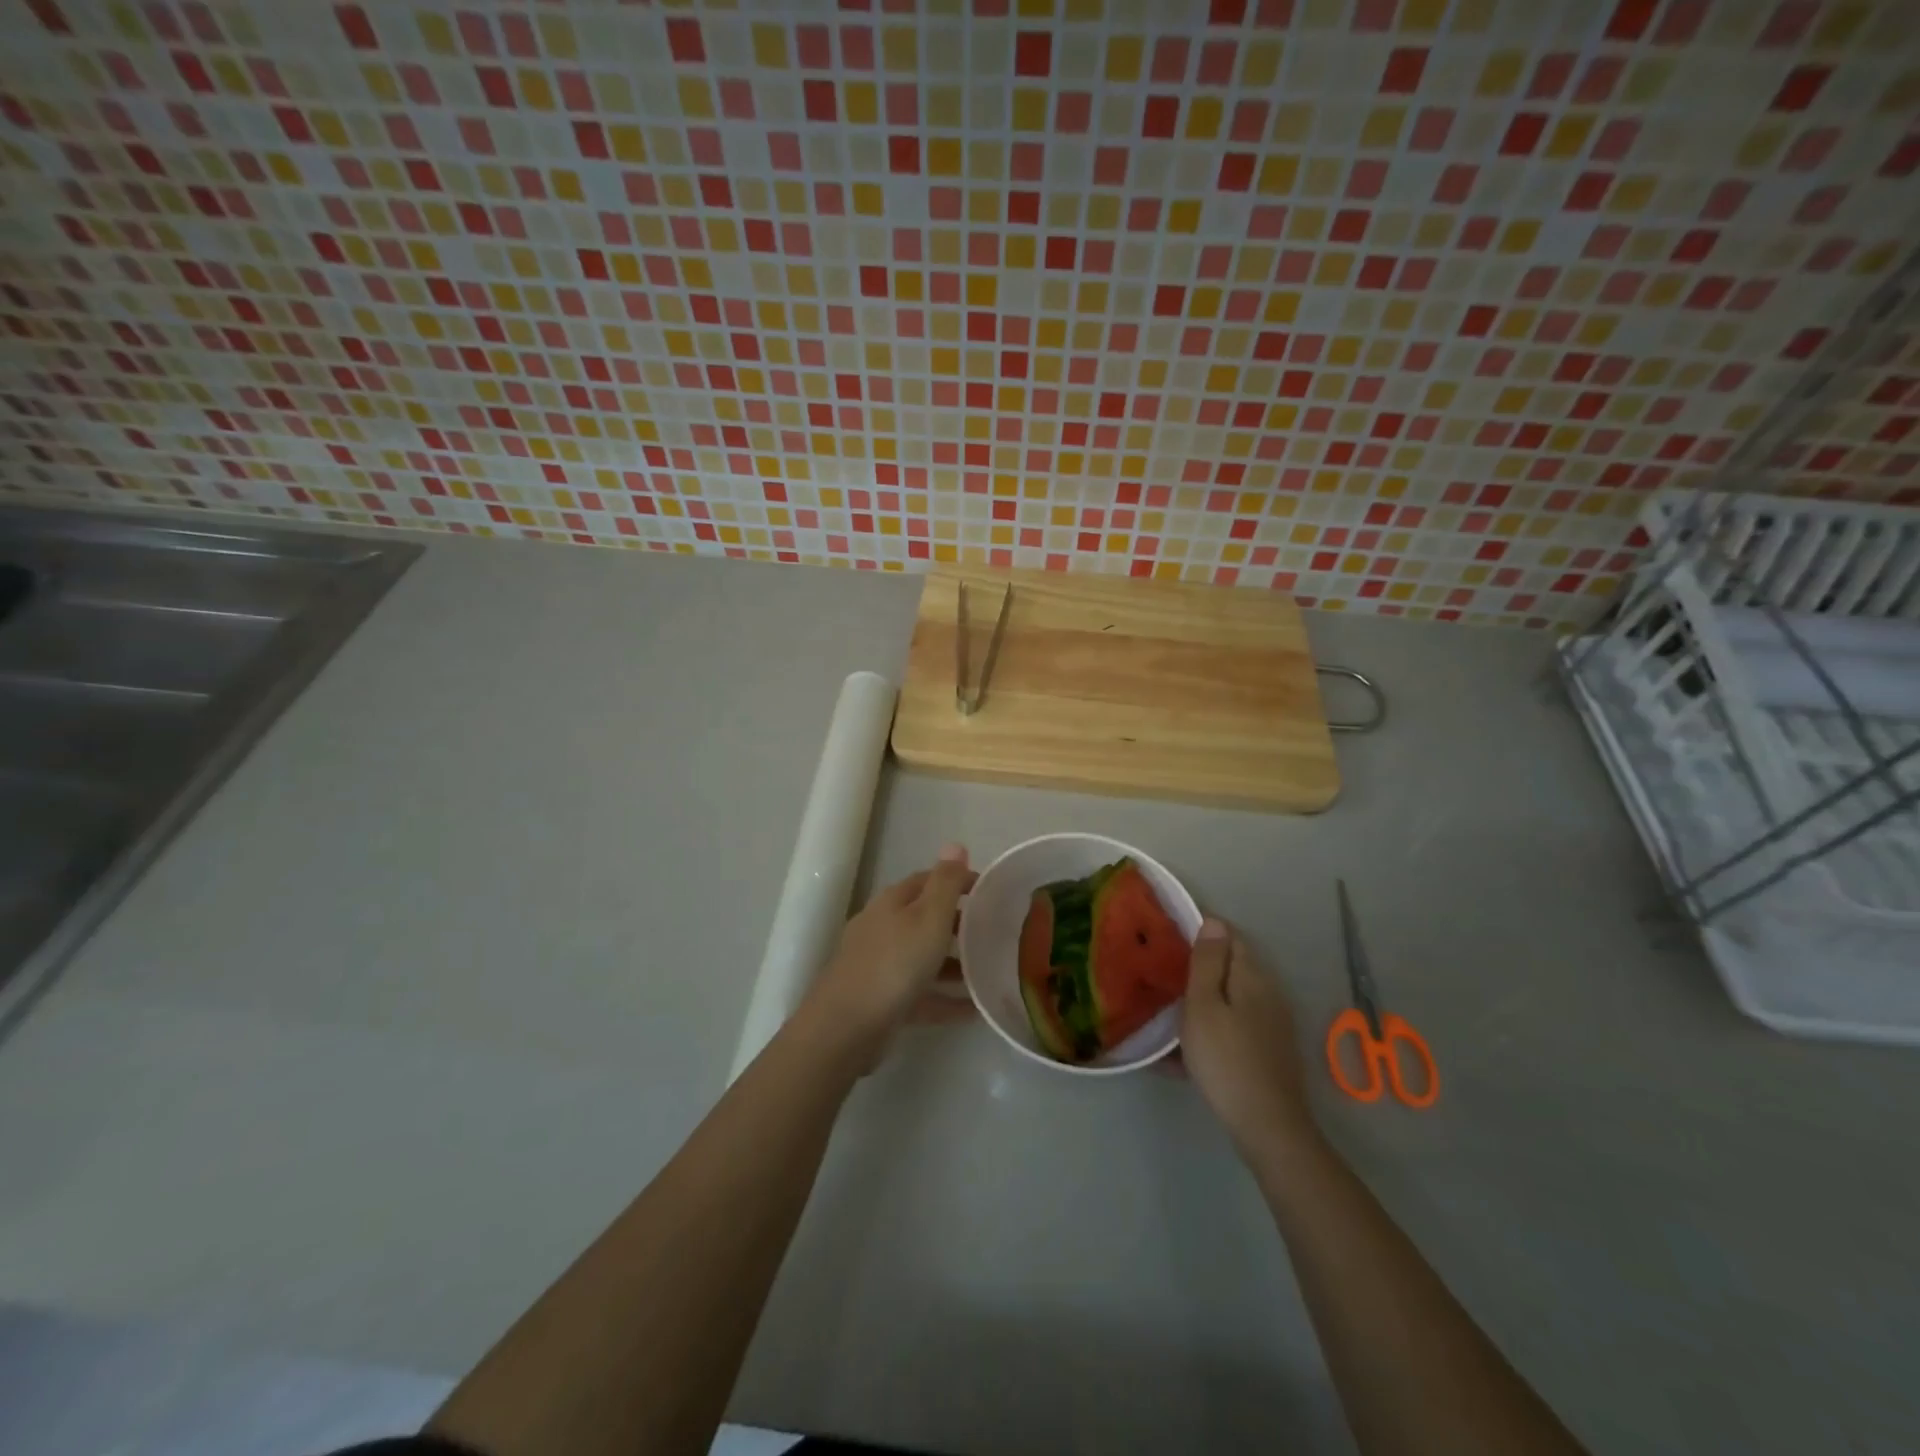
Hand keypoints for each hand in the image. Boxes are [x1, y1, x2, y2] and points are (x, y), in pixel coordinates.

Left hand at [801, 845, 973, 1069]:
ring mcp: (880, 966)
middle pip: (924, 918)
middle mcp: (883, 928)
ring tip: (989, 971)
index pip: (927, 880)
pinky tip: (974, 1010)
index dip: (957, 881)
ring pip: (923, 958)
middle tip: (993, 932)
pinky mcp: (882, 1002)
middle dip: (957, 923)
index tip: (990, 891)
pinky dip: (946, 998)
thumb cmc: (894, 964)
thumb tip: (955, 844)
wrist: (845, 1028)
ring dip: (954, 963)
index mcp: (892, 902)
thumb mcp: (928, 917)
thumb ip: (945, 883)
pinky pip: (922, 995)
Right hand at [1181, 919, 1319, 1158]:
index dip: (1201, 931)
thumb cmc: (1226, 1059)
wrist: (1267, 1127)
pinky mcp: (1268, 1050)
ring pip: (1230, 999)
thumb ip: (1207, 962)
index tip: (1169, 939)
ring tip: (1167, 1012)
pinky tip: (1183, 1053)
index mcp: (1251, 976)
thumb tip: (1214, 921)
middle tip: (1162, 975)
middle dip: (1198, 966)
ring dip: (1201, 1000)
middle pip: (1230, 967)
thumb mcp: (1204, 1006)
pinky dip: (1210, 1029)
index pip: (1229, 935)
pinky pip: (1233, 1027)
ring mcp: (1271, 1024)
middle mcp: (1267, 993)